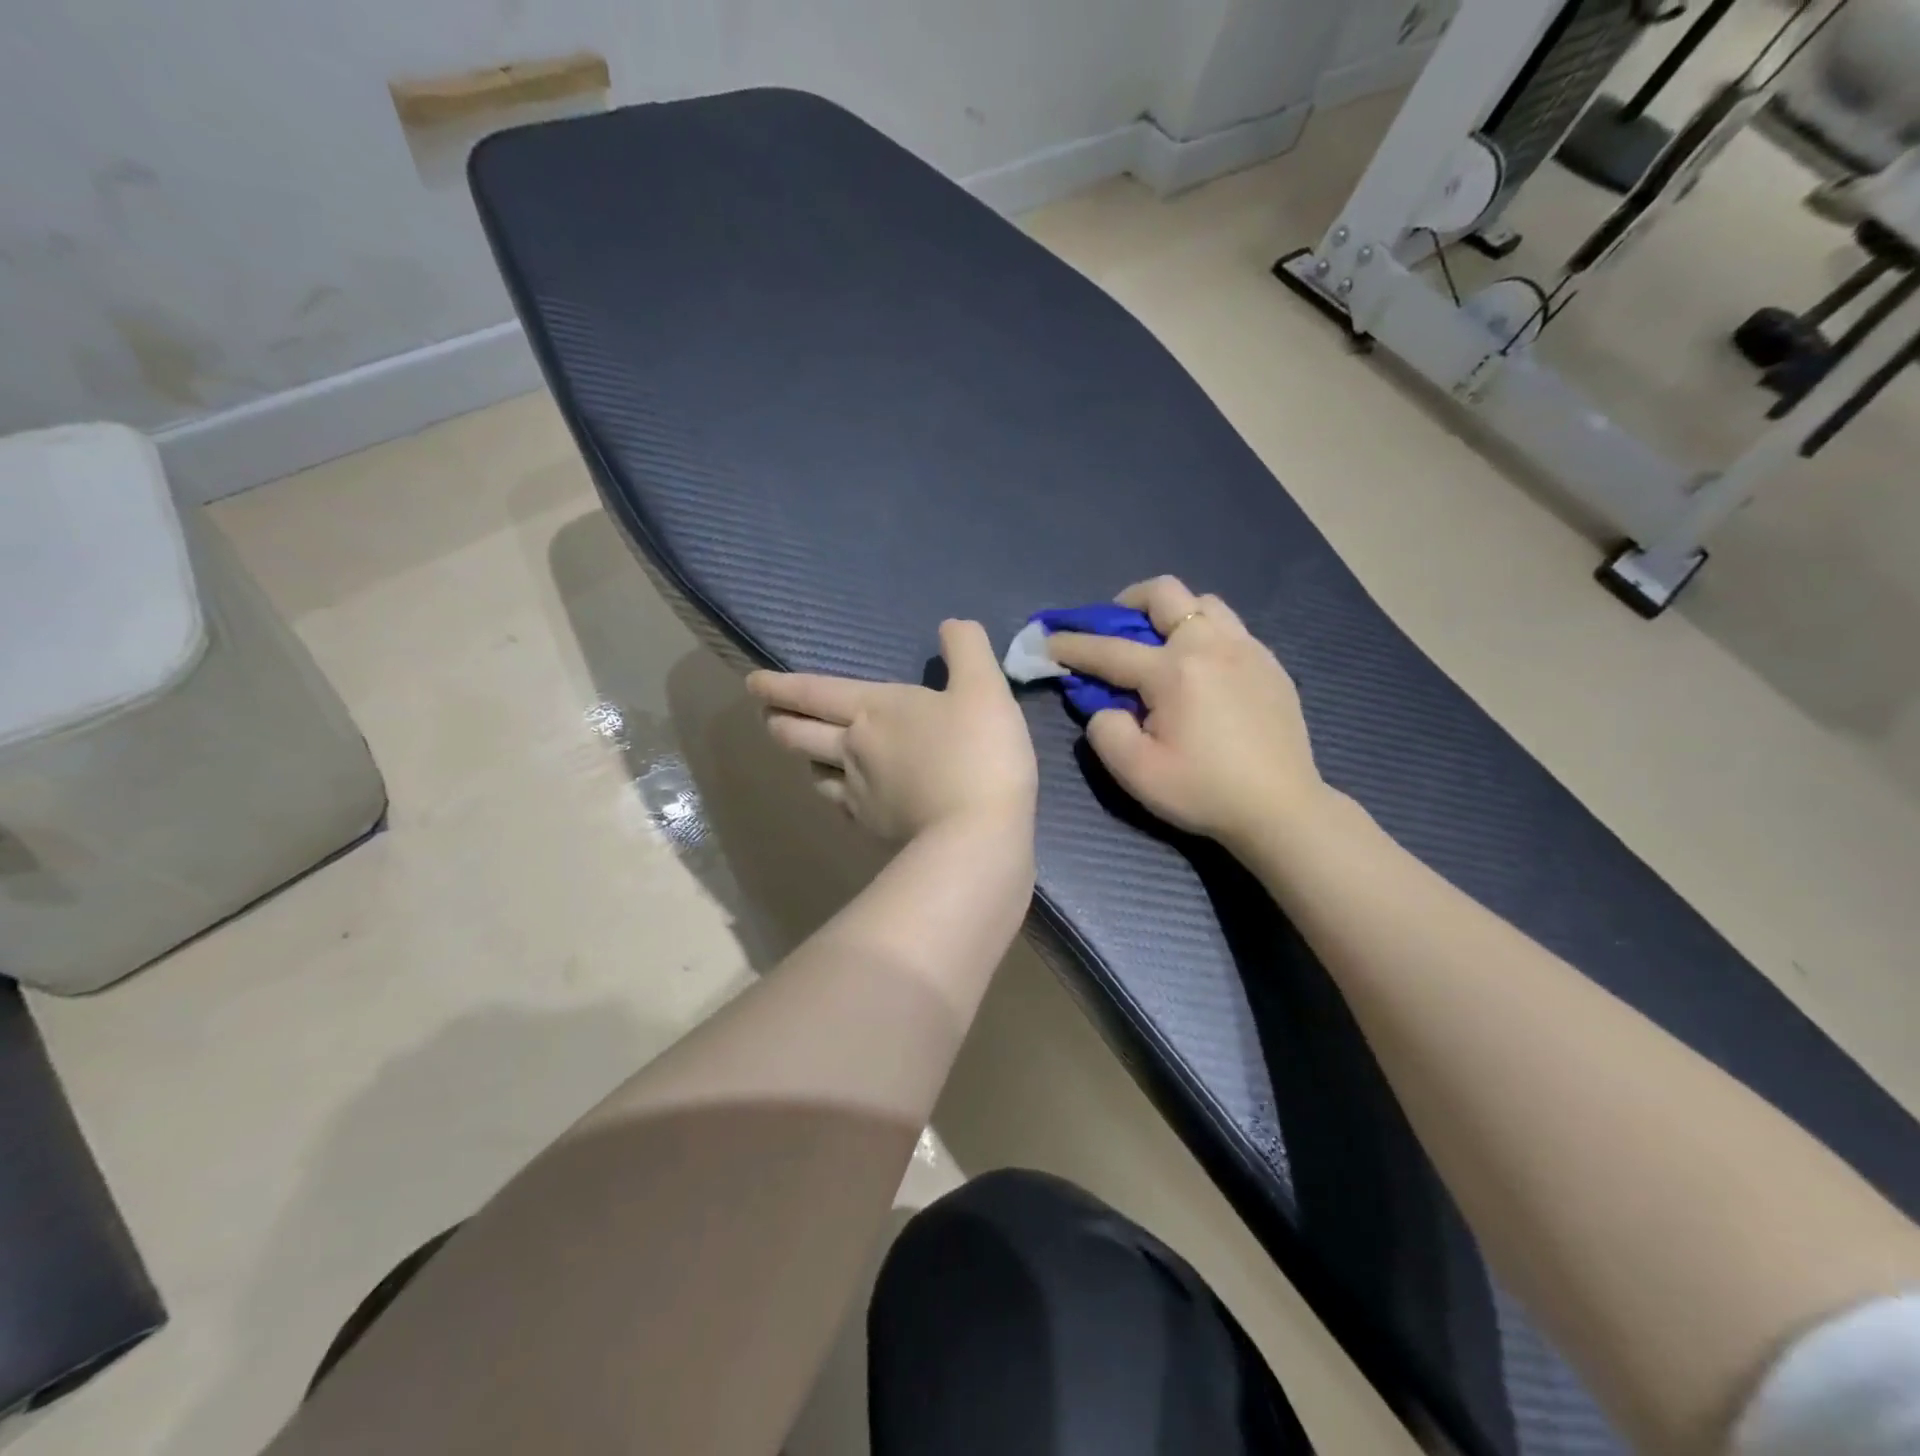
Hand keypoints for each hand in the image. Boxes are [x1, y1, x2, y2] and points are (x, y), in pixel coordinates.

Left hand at [747, 620, 1037, 842]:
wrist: (977, 834)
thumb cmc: (979, 752)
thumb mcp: (984, 686)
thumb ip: (966, 647)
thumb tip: (950, 625)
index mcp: (873, 709)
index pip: (812, 692)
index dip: (779, 686)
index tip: (753, 683)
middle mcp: (853, 749)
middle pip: (799, 735)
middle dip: (779, 721)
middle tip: (769, 716)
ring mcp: (859, 793)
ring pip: (816, 773)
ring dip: (806, 760)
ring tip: (809, 755)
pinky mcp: (874, 828)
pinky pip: (842, 806)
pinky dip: (837, 795)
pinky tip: (848, 799)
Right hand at [1047, 576, 1323, 847]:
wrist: (1282, 809)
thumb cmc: (1204, 792)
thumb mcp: (1136, 772)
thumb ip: (1105, 730)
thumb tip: (1107, 707)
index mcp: (1174, 671)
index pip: (1109, 649)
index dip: (1072, 645)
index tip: (1047, 641)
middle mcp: (1210, 645)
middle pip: (1164, 593)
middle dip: (1127, 602)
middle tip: (1114, 628)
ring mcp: (1247, 649)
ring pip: (1203, 602)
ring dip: (1172, 613)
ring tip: (1161, 645)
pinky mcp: (1270, 664)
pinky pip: (1230, 628)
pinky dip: (1204, 634)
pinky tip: (1201, 671)